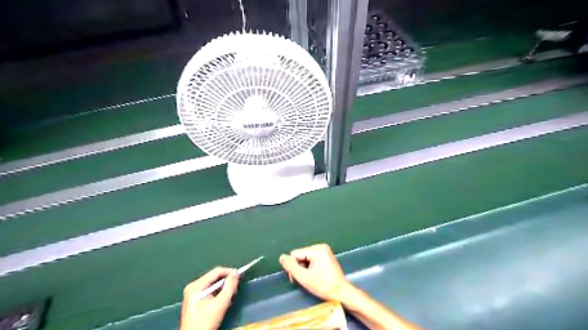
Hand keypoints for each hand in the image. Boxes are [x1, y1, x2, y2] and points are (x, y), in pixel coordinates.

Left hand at [182, 267, 240, 329]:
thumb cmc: (205, 323)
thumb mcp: (220, 304)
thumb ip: (230, 287)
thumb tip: (236, 273)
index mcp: (196, 286)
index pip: (216, 271)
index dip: (229, 272)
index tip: (240, 276)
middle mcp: (193, 287)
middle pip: (214, 278)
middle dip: (226, 282)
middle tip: (235, 289)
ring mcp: (193, 294)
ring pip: (213, 285)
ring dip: (223, 289)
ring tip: (230, 297)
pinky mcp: (195, 300)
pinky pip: (210, 291)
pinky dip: (218, 294)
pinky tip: (223, 302)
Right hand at [279, 244, 355, 302]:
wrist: (342, 293)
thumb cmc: (324, 286)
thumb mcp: (304, 277)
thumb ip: (291, 267)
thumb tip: (281, 257)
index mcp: (317, 249)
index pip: (295, 254)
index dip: (294, 267)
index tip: (297, 278)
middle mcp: (320, 247)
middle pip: (300, 256)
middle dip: (299, 268)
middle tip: (303, 280)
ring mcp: (324, 251)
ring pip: (305, 259)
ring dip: (303, 269)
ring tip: (308, 280)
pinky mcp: (326, 257)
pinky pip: (311, 260)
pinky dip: (309, 269)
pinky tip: (313, 277)